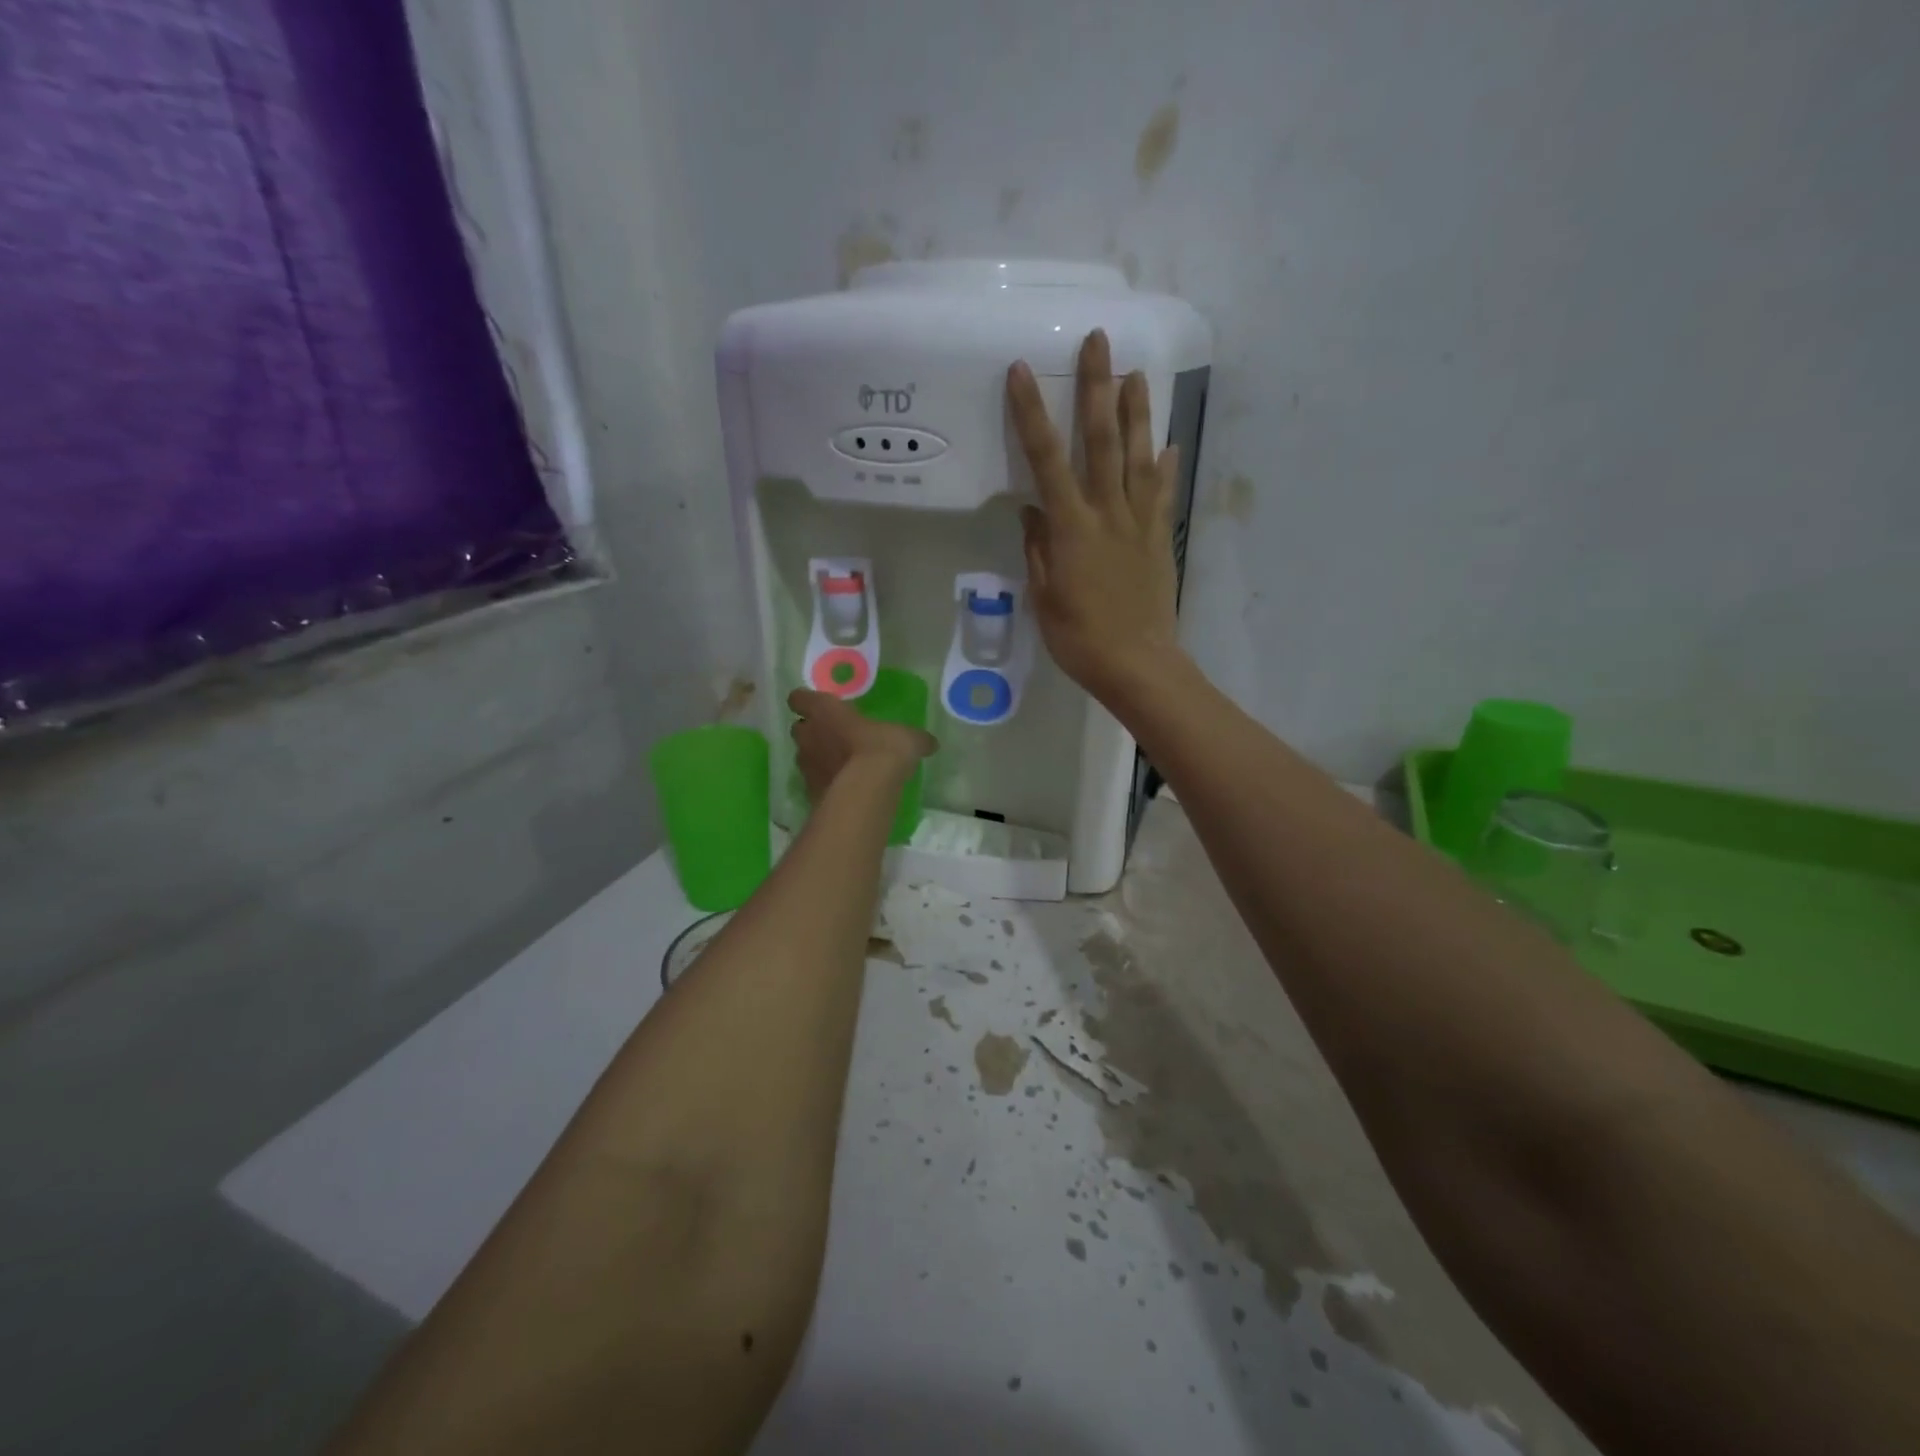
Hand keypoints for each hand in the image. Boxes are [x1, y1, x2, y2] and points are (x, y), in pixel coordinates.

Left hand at [788, 689, 936, 802]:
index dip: (806, 700)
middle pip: (799, 728)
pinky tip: (843, 788)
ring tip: (840, 764)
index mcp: (825, 711)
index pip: (800, 698)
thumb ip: (915, 739)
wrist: (866, 792)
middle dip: (812, 731)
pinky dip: (824, 783)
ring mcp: (806, 766)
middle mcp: (809, 735)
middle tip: (834, 736)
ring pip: (804, 756)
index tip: (819, 705)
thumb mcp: (907, 738)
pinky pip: (813, 782)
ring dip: (817, 758)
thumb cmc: (882, 749)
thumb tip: (930, 743)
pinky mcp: (809, 792)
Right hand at [1006, 329, 1185, 700]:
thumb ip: (1039, 550)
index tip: (1022, 372)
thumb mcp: (1045, 597)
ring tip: (1137, 374)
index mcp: (1072, 528)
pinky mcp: (1160, 540)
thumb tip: (1032, 511)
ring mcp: (1139, 524)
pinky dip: (1165, 468)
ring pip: (1140, 458)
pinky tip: (1168, 446)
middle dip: (1097, 388)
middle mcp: (1108, 513)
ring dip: (1138, 414)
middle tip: (1099, 341)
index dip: (1032, 413)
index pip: (1047, 459)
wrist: (1137, 664)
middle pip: (1103, 441)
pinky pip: (1163, 496)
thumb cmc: (1080, 638)